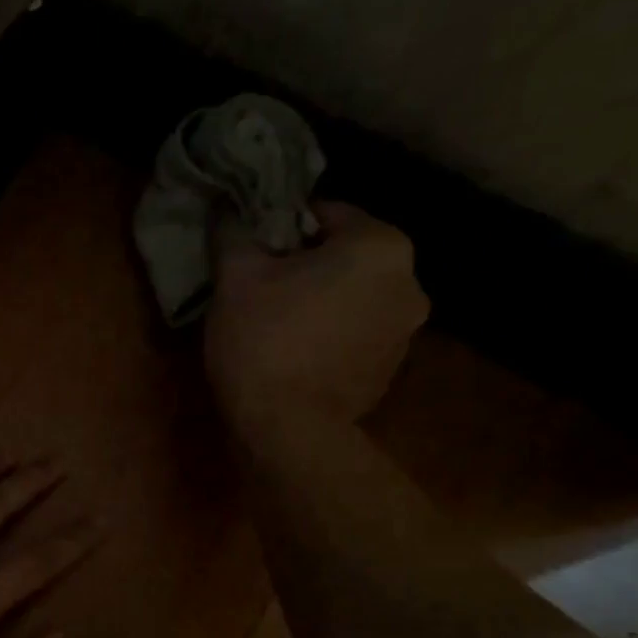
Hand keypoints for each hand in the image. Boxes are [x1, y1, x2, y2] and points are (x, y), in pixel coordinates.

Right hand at [204, 202, 427, 426]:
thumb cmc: (264, 340)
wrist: (287, 428)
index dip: (282, 230)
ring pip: (353, 298)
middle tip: (262, 290)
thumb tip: (227, 209)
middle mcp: (410, 281)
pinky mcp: (390, 371)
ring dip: (322, 303)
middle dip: (306, 267)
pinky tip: (296, 356)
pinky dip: (331, 337)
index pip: (326, 214)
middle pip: (345, 258)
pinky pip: (356, 336)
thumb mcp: (235, 278)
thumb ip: (234, 233)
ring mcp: (406, 331)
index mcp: (380, 246)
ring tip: (278, 327)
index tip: (253, 254)